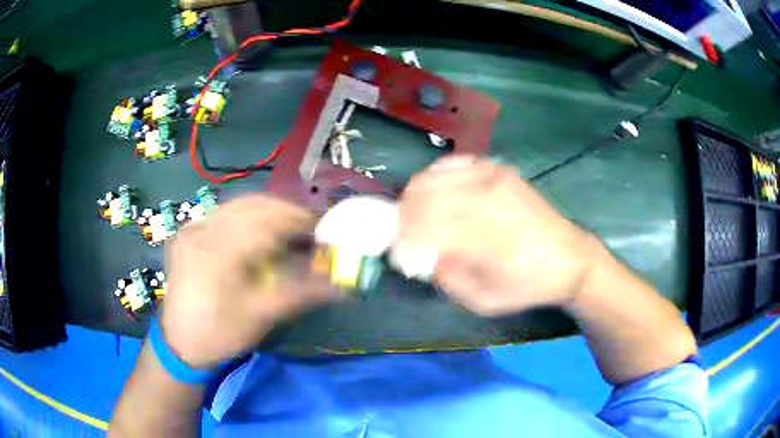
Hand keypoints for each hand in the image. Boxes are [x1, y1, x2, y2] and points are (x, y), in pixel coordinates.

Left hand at [160, 195, 336, 368]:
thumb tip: (342, 283)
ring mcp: (191, 227)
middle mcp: (200, 229)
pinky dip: (248, 217)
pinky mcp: (188, 231)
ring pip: (238, 205)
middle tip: (309, 229)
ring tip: (288, 229)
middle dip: (286, 212)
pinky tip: (258, 232)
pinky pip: (224, 213)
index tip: (323, 230)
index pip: (265, 222)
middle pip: (252, 205)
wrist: (180, 343)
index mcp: (216, 251)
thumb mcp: (261, 316)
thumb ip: (302, 292)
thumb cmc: (220, 334)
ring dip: (268, 212)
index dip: (299, 221)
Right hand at [394, 156, 601, 315]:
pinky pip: (451, 164)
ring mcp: (492, 176)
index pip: (420, 226)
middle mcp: (484, 198)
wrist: (569, 258)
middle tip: (405, 237)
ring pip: (430, 177)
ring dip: (415, 199)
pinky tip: (440, 197)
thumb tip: (419, 254)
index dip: (400, 239)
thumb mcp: (482, 300)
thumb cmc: (527, 285)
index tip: (397, 253)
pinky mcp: (498, 168)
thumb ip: (445, 278)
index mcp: (483, 237)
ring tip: (420, 219)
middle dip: (402, 218)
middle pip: (419, 196)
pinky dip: (436, 179)